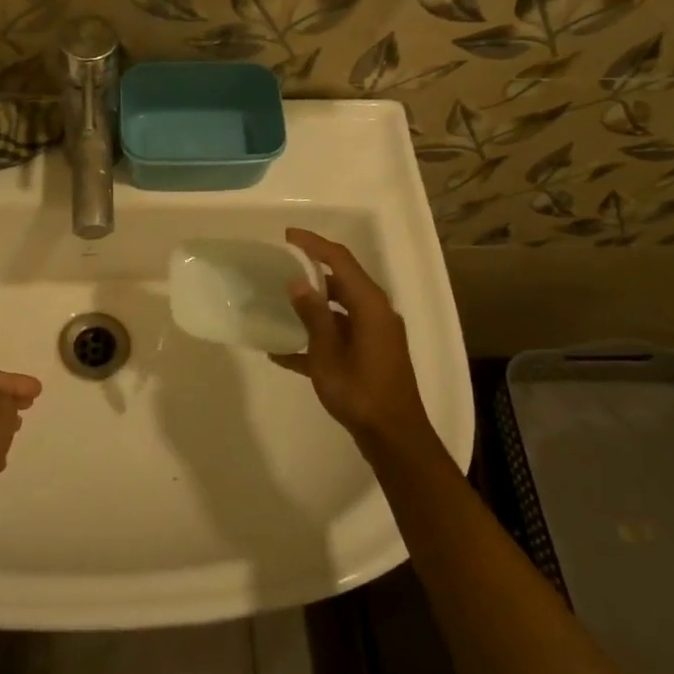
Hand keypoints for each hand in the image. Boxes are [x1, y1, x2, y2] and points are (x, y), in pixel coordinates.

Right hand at [272, 230, 437, 458]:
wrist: (394, 437)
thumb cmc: (360, 392)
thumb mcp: (327, 354)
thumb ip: (313, 315)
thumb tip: (297, 281)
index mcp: (370, 305)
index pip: (340, 260)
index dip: (314, 245)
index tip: (287, 236)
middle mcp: (376, 313)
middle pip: (342, 281)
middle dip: (312, 272)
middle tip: (280, 268)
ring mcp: (375, 335)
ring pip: (340, 308)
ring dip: (312, 305)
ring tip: (278, 304)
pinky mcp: (371, 355)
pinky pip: (340, 335)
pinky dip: (317, 337)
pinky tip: (282, 353)